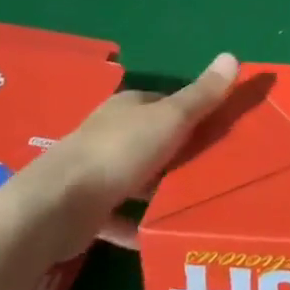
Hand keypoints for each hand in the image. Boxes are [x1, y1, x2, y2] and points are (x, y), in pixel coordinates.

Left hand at [25, 53, 239, 254]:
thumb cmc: (120, 152)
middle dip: (181, 153)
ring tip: (198, 203)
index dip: (193, 112)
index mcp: (128, 108)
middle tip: (218, 168)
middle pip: (153, 140)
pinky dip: (140, 225)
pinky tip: (162, 234)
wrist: (57, 207)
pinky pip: (122, 217)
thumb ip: (202, 94)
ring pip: (139, 179)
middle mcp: (109, 134)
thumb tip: (232, 55)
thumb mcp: (171, 118)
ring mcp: (96, 173)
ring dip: (161, 190)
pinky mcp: (88, 210)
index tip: (221, 129)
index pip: (165, 103)